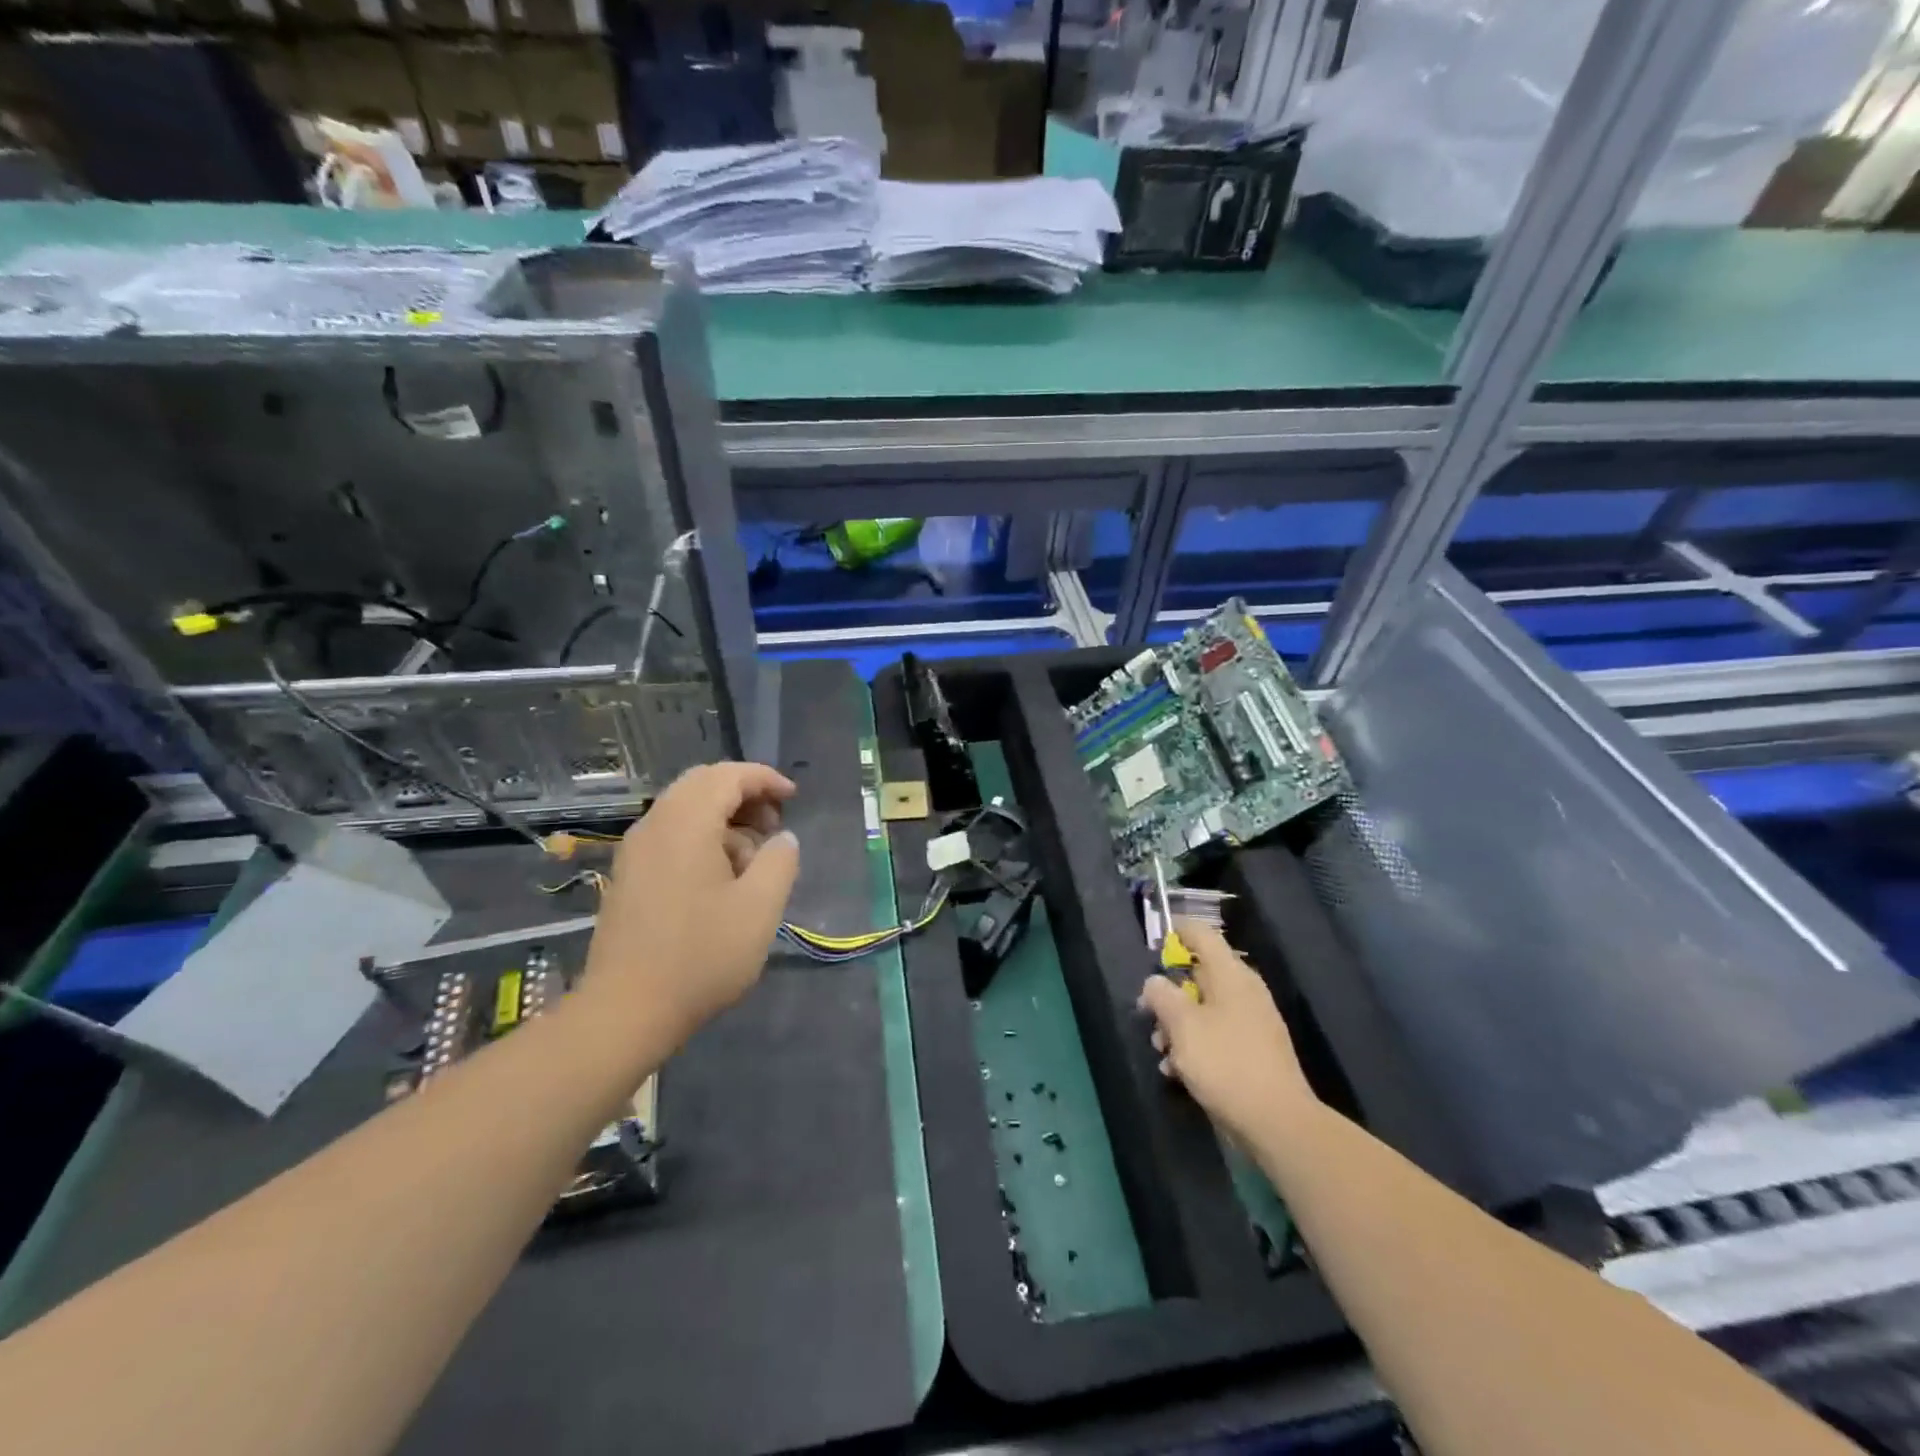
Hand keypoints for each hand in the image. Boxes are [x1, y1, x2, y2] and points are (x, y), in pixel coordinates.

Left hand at [583, 762, 799, 1044]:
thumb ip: (780, 861)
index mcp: (685, 823)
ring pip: (685, 810)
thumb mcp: (760, 908)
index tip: (793, 798)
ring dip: (724, 819)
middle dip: (744, 795)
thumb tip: (782, 838)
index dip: (765, 779)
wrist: (626, 1011)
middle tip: (775, 824)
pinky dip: (702, 837)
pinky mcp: (629, 876)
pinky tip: (721, 877)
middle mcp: (654, 825)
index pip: (728, 775)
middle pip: (702, 784)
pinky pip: (671, 835)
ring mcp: (636, 851)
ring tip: (753, 858)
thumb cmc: (701, 955)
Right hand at [1138, 919, 1319, 1143]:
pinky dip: (1195, 1045)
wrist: (1277, 1122)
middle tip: (1148, 1013)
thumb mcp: (1182, 1026)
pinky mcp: (1253, 1051)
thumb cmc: (1225, 1063)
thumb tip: (1155, 982)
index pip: (1202, 935)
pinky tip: (1178, 1072)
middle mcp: (1244, 991)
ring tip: (1161, 1052)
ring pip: (1204, 1008)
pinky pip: (1216, 1034)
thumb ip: (1162, 996)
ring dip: (1178, 1025)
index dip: (1177, 931)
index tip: (1154, 942)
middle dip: (1169, 993)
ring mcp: (1251, 1022)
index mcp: (1231, 975)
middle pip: (1199, 975)